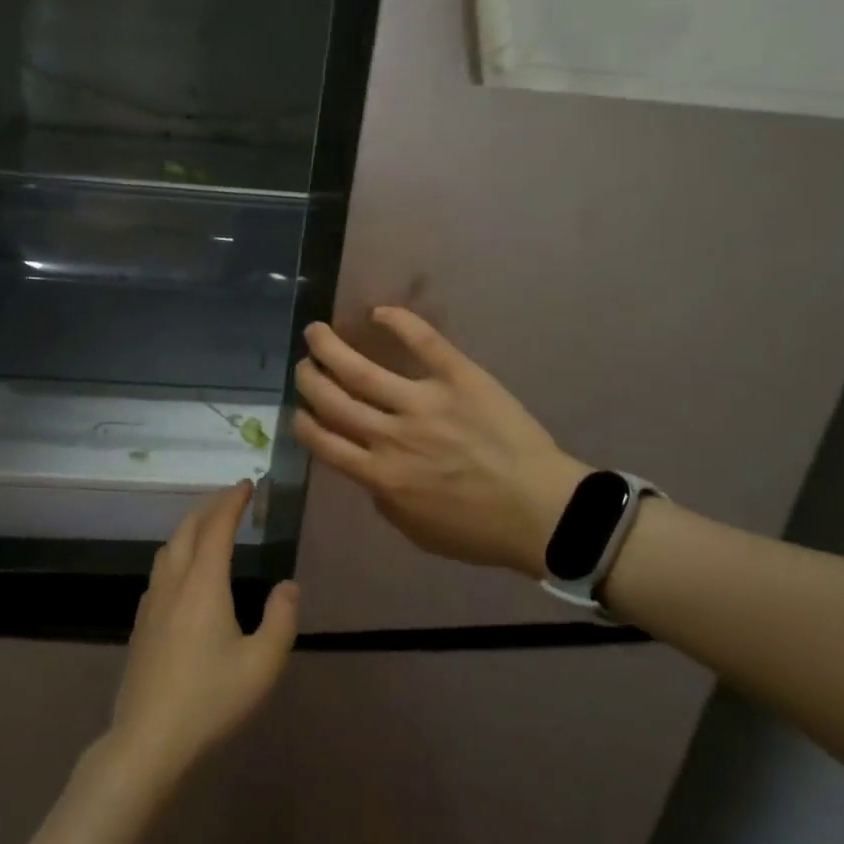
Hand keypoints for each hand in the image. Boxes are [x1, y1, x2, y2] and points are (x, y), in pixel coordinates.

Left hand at [105, 482, 299, 788]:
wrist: (148, 741)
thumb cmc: (211, 700)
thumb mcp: (262, 665)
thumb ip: (281, 619)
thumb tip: (287, 585)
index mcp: (203, 584)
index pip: (216, 527)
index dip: (232, 501)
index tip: (247, 484)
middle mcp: (173, 584)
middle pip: (187, 529)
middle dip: (209, 507)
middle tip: (231, 499)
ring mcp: (151, 604)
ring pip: (168, 549)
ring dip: (189, 528)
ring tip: (209, 529)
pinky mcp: (140, 625)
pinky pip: (159, 571)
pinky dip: (176, 554)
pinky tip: (184, 575)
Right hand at [294, 307, 585, 576]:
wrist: (543, 513)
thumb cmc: (479, 531)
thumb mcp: (416, 531)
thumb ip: (383, 499)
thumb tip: (368, 472)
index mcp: (379, 475)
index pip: (323, 441)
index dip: (303, 422)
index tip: (299, 411)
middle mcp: (391, 436)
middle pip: (332, 400)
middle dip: (309, 379)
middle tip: (305, 366)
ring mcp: (424, 403)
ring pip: (361, 370)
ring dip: (330, 348)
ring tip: (317, 332)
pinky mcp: (459, 378)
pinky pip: (423, 342)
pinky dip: (398, 322)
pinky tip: (377, 312)